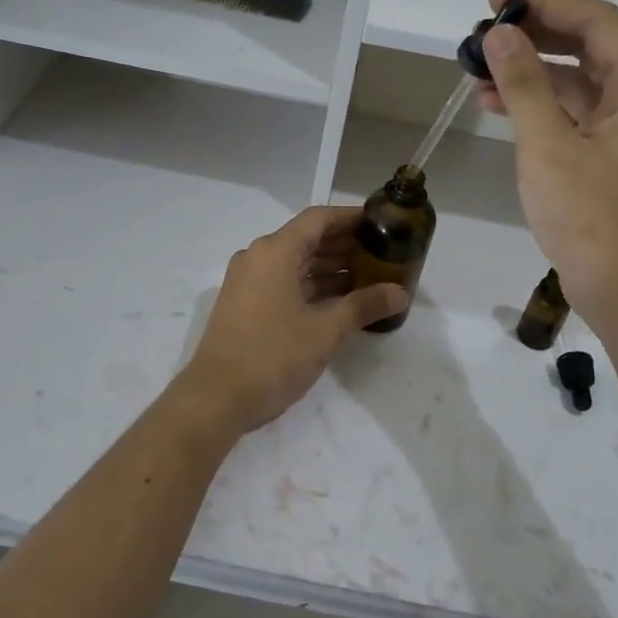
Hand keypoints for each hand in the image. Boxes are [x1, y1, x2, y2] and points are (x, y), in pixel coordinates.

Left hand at [176, 207, 407, 436]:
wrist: (215, 399)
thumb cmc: (272, 356)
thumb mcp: (325, 331)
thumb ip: (364, 306)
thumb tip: (401, 293)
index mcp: (274, 252)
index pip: (318, 219)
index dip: (350, 217)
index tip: (380, 222)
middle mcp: (257, 258)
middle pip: (306, 239)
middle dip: (344, 245)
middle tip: (382, 253)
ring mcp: (247, 282)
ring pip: (295, 263)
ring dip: (329, 268)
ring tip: (369, 277)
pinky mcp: (244, 305)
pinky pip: (283, 282)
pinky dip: (310, 286)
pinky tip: (339, 301)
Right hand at [475, 0, 617, 318]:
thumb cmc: (592, 218)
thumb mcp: (549, 146)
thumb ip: (524, 84)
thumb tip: (498, 33)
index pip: (597, 21)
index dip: (546, 3)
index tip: (496, 1)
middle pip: (589, 47)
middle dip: (536, 36)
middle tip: (483, 32)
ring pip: (577, 82)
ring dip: (531, 72)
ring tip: (478, 70)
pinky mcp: (609, 157)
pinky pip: (572, 115)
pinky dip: (537, 106)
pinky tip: (497, 104)